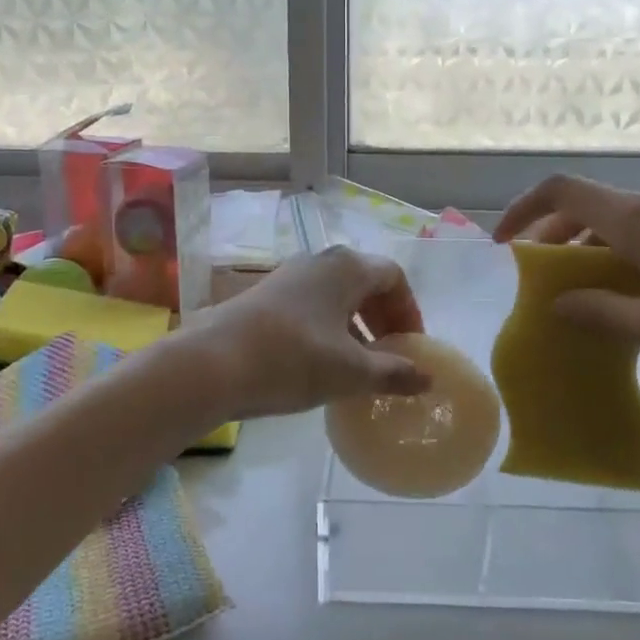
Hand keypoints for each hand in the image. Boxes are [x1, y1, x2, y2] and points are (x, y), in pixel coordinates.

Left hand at [187, 247, 428, 420]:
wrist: (211, 364)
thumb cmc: (292, 359)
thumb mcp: (350, 371)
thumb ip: (393, 372)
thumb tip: (427, 377)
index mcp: (346, 268)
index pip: (393, 277)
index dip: (409, 311)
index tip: (411, 347)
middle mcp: (319, 262)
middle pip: (365, 282)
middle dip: (384, 317)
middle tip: (391, 354)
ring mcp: (289, 277)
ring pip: (336, 295)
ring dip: (356, 325)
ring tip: (360, 364)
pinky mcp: (266, 297)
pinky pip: (312, 305)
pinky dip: (329, 328)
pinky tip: (323, 363)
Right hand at [493, 175, 639, 370]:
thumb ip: (603, 314)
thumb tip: (557, 304)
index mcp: (635, 220)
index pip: (561, 191)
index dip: (523, 209)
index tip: (502, 245)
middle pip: (583, 209)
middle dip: (549, 241)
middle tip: (536, 285)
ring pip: (611, 227)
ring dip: (583, 256)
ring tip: (576, 302)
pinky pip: (639, 242)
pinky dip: (614, 264)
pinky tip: (626, 305)